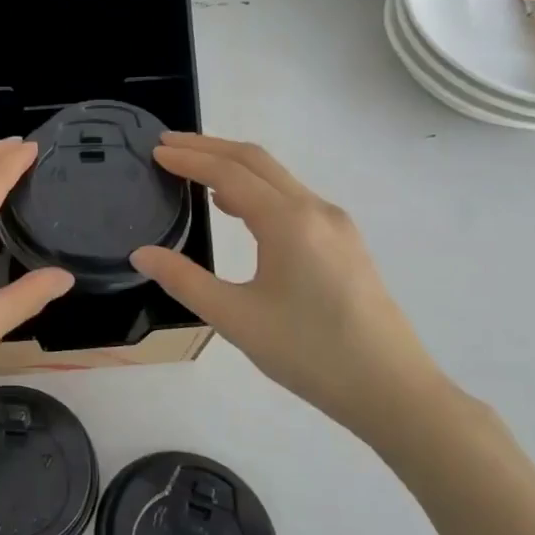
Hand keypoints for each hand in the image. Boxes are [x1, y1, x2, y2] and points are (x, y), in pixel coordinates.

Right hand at [130, 133, 449, 441]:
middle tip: (168, 145)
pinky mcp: (344, 243)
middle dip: (209, 148)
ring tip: (194, 170)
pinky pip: (292, 198)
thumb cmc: (309, 353)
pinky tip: (236, 207)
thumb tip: (142, 253)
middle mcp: (315, 210)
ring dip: (233, 166)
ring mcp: (335, 225)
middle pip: (256, 161)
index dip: (189, 159)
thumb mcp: (235, 318)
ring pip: (277, 178)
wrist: (392, 390)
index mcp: (288, 221)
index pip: (229, 173)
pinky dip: (256, 189)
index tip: (156, 151)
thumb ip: (184, 280)